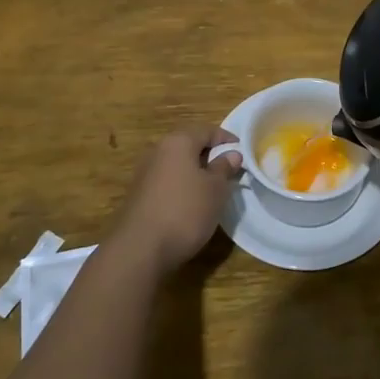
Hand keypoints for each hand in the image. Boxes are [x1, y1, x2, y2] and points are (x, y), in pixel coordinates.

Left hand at [109, 124, 242, 273]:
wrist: (140, 248)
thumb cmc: (185, 211)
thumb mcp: (215, 189)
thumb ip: (224, 168)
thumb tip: (231, 154)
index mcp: (178, 142)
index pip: (206, 130)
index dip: (225, 138)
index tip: (241, 151)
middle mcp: (158, 150)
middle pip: (188, 144)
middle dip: (209, 153)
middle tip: (228, 168)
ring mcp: (145, 172)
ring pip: (176, 163)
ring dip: (194, 170)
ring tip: (212, 187)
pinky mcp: (138, 194)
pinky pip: (166, 180)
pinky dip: (181, 184)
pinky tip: (190, 202)